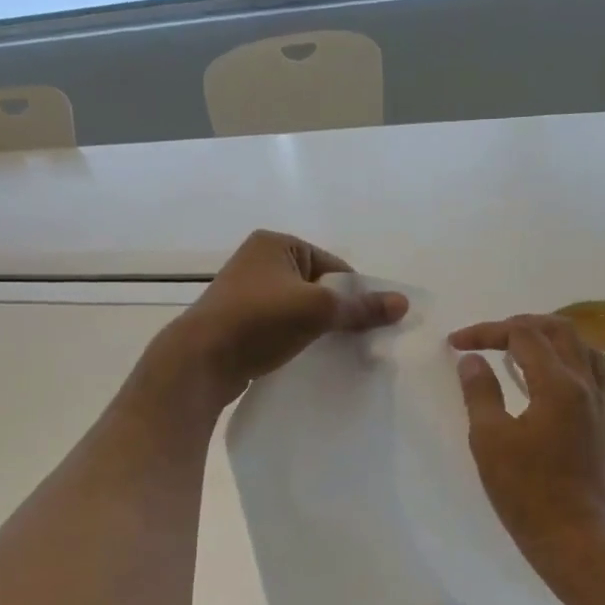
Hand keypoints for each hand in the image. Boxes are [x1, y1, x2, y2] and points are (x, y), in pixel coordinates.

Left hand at [153, 230, 406, 408]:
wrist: (200, 361)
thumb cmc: (259, 321)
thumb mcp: (318, 309)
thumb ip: (361, 307)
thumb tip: (404, 303)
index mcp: (276, 244)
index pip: (334, 265)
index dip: (356, 293)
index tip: (371, 323)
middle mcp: (259, 261)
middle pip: (319, 287)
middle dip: (339, 312)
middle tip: (358, 341)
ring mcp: (247, 292)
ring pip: (300, 308)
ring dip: (319, 328)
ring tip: (335, 351)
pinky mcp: (240, 322)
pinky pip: (281, 326)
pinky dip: (297, 338)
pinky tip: (308, 357)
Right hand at [449, 314, 604, 564]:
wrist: (572, 534)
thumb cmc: (525, 490)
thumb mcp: (490, 439)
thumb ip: (480, 392)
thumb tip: (473, 360)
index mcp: (558, 384)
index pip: (523, 336)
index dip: (487, 332)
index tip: (457, 344)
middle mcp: (586, 384)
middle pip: (559, 330)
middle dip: (520, 325)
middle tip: (488, 337)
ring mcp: (601, 403)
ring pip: (582, 347)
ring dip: (549, 338)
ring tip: (520, 348)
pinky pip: (594, 372)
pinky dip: (570, 360)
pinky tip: (554, 375)